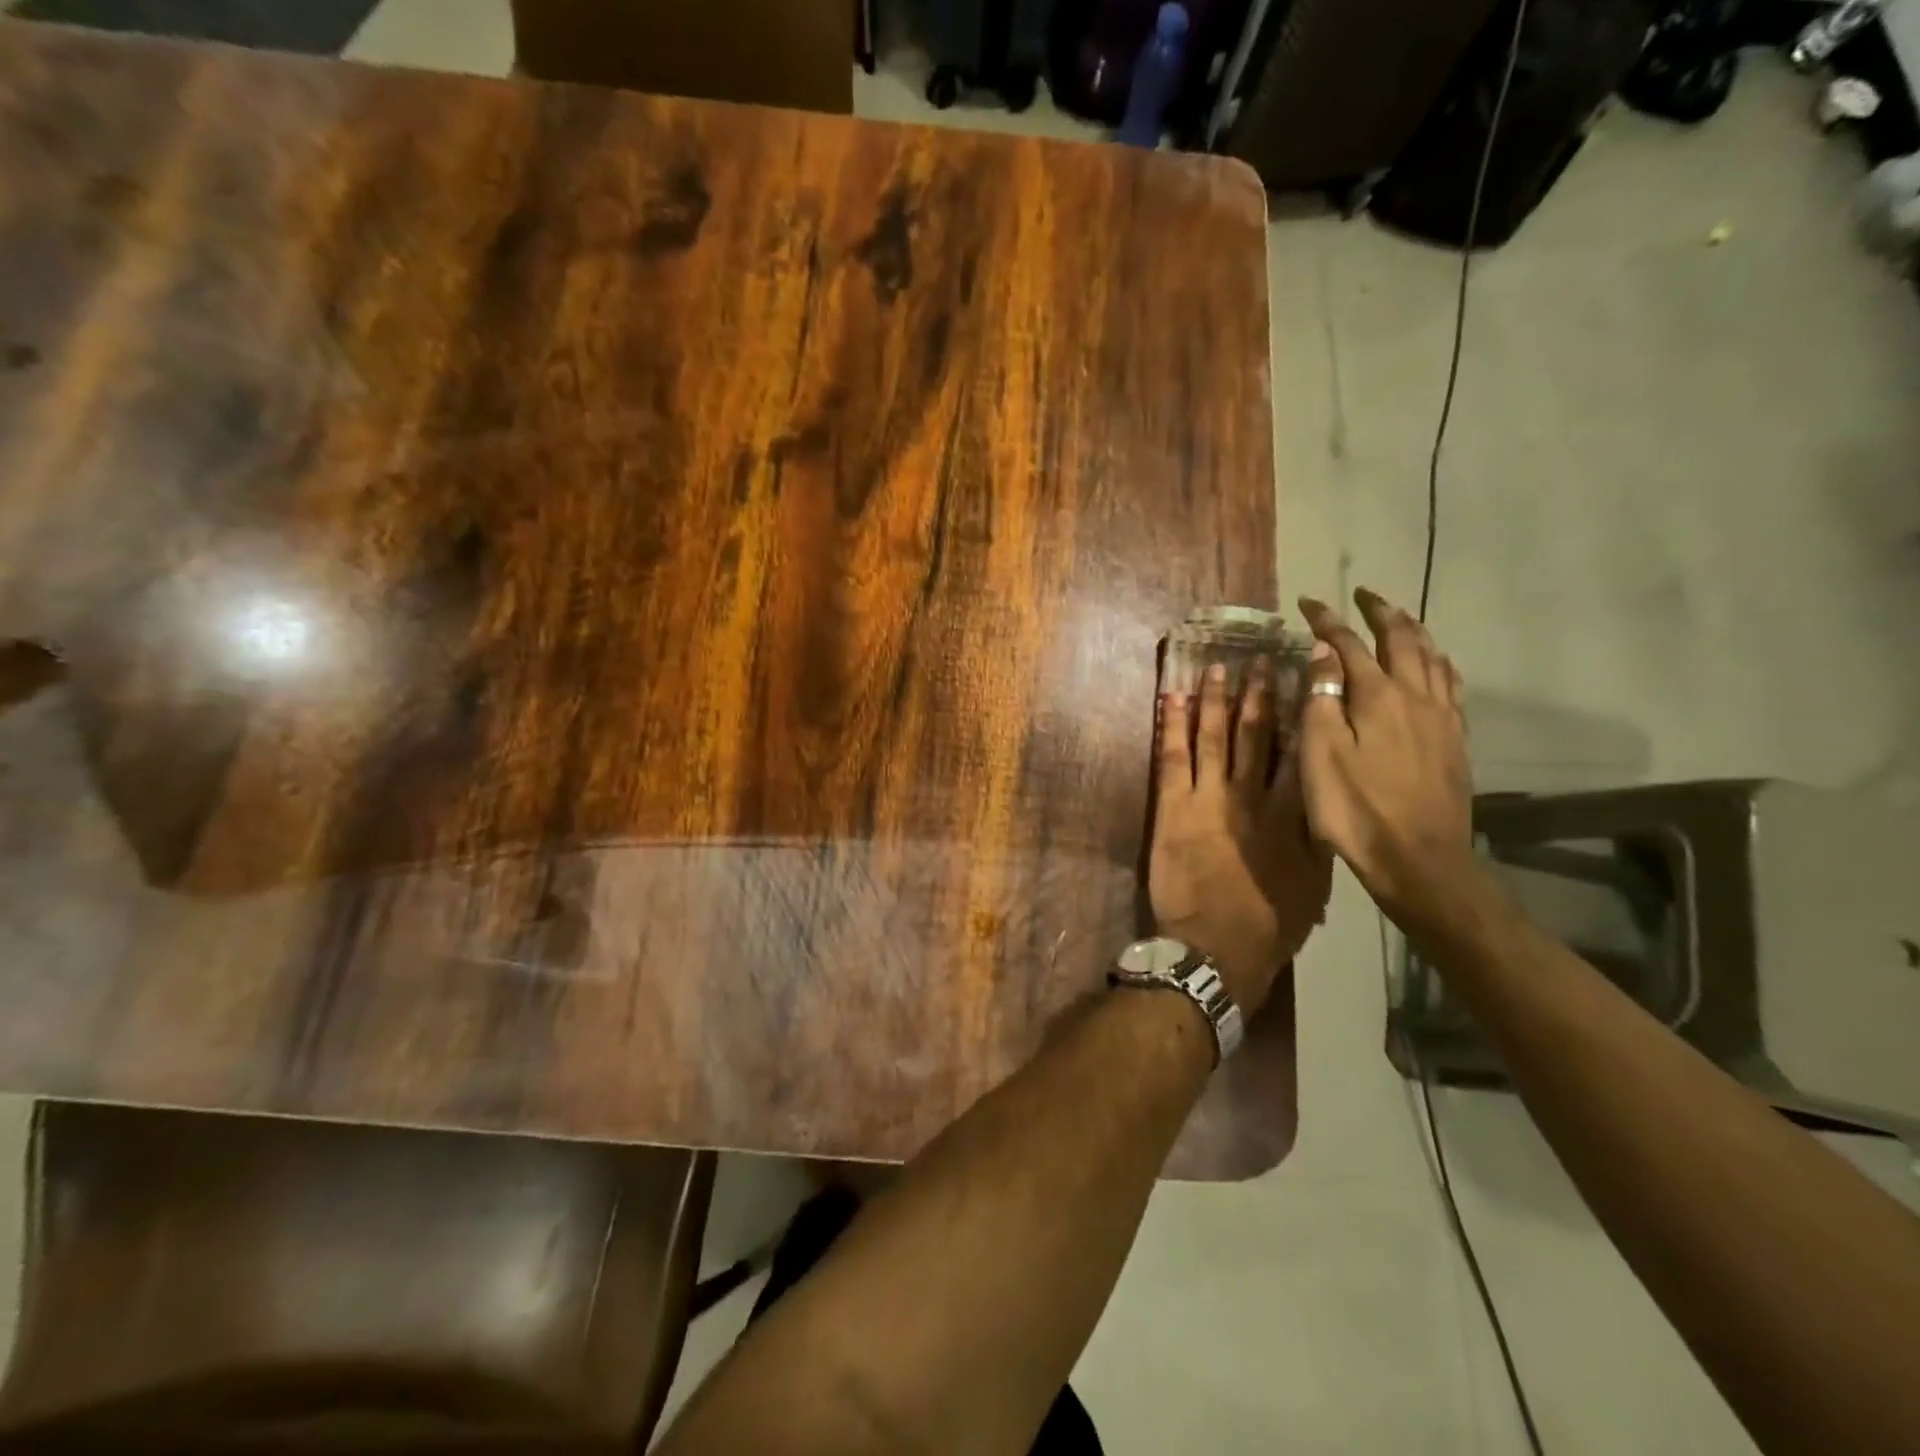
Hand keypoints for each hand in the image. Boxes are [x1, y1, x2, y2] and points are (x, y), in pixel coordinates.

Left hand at [1149, 659, 1331, 1013]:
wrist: (1217, 946)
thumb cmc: (1271, 921)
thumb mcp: (1315, 881)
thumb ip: (1318, 835)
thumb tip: (1325, 798)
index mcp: (1291, 812)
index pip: (1297, 751)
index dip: (1298, 713)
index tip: (1301, 680)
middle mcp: (1251, 795)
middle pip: (1255, 734)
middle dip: (1258, 695)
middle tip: (1259, 660)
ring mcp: (1209, 797)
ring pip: (1212, 737)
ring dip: (1214, 701)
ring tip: (1216, 668)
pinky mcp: (1173, 807)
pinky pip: (1172, 757)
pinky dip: (1170, 726)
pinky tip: (1170, 699)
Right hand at [1296, 588, 1478, 930]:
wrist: (1417, 857)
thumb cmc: (1354, 808)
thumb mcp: (1320, 753)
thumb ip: (1322, 699)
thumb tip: (1323, 653)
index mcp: (1376, 697)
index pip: (1348, 645)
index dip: (1327, 621)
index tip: (1308, 602)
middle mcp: (1414, 696)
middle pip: (1400, 640)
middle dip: (1379, 612)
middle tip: (1363, 594)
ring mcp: (1441, 718)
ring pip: (1431, 658)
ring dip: (1412, 630)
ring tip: (1399, 617)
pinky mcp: (1455, 740)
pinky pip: (1451, 685)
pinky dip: (1439, 663)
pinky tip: (1437, 664)